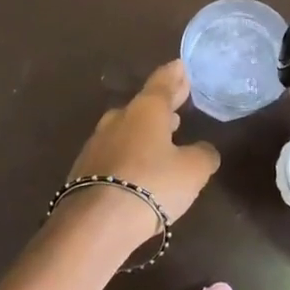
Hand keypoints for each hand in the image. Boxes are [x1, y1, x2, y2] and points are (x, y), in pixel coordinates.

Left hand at [59, 61, 221, 245]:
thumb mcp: (193, 170)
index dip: (175, 75)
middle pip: (144, 105)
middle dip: (162, 104)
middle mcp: (119, 119)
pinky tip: (140, 166)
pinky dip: (131, 153)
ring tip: (164, 134)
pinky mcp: (85, 170)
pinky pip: (115, 153)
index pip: (163, 82)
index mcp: (146, 110)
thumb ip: (203, 154)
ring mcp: (97, 144)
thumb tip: (203, 150)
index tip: (181, 66)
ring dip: (145, 130)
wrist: (96, 223)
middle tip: (178, 102)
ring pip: (127, 129)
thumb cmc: (152, 184)